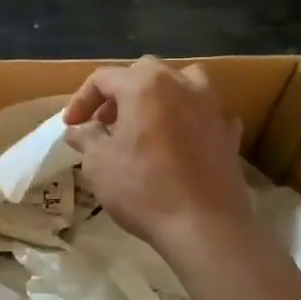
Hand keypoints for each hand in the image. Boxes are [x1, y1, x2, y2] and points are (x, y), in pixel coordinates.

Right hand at [62, 58, 254, 254]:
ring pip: (183, 82)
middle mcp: (181, 85)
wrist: (204, 226)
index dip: (82, 99)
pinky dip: (190, 119)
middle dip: (119, 93)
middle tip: (104, 122)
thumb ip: (87, 138)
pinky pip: (206, 113)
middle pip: (144, 72)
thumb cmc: (143, 188)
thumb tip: (79, 130)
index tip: (71, 126)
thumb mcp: (99, 163)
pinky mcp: (229, 134)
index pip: (104, 78)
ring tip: (146, 122)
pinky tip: (181, 141)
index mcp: (144, 86)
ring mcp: (211, 107)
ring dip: (160, 95)